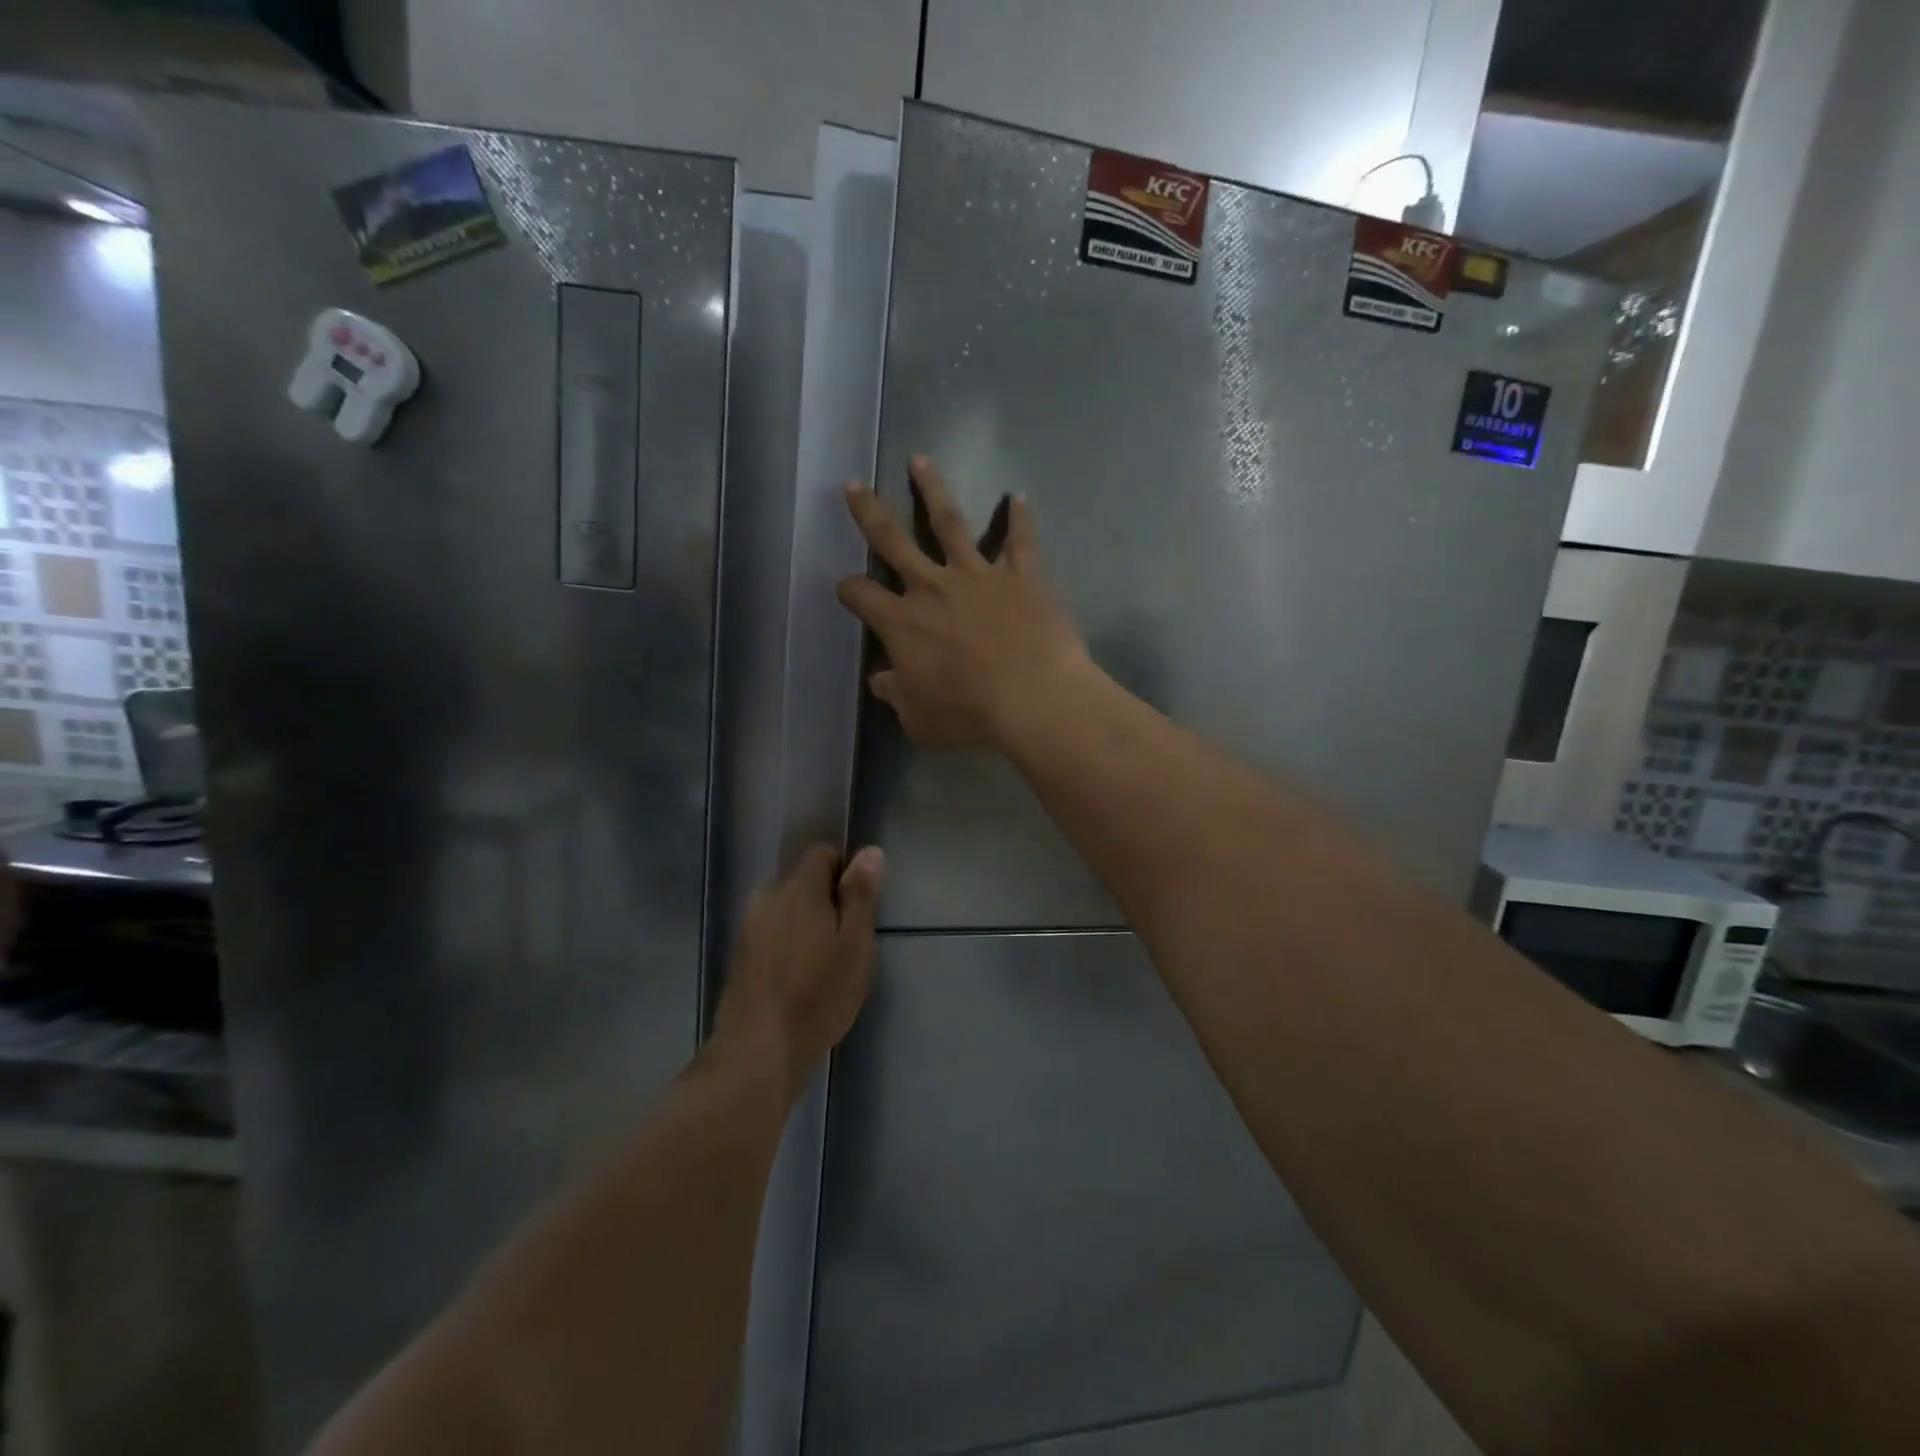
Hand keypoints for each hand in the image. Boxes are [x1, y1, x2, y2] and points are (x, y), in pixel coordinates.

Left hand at [712, 844, 882, 1096]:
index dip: (844, 870)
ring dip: (804, 925)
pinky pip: (771, 934)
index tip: (859, 904)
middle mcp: (767, 897)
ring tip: (823, 964)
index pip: (821, 853)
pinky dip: (787, 946)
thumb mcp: (855, 943)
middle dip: (824, 901)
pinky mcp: (739, 956)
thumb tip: (870, 851)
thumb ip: (861, 895)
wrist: (759, 1048)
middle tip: (846, 940)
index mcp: (797, 888)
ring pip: (785, 910)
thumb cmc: (818, 993)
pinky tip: (799, 979)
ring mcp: (748, 927)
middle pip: (802, 883)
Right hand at [836, 456, 1091, 750]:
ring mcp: (978, 575)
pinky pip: (1020, 540)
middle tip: (854, 484)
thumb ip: (896, 696)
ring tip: (921, 460)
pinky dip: (1020, 518)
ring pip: (949, 522)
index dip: (849, 590)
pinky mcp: (1020, 575)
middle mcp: (933, 587)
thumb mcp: (919, 719)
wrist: (1033, 697)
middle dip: (869, 512)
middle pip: (892, 540)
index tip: (846, 589)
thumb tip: (881, 681)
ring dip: (933, 489)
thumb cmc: (969, 714)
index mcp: (902, 622)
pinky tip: (1019, 496)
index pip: (862, 596)